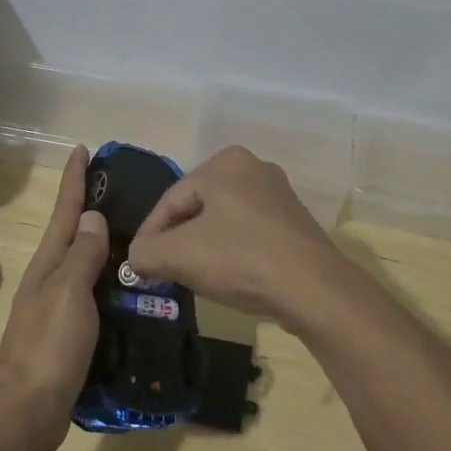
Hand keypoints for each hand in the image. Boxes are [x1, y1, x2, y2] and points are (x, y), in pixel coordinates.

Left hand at [0, 145, 110, 450]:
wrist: (26, 412)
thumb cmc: (48, 347)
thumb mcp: (68, 293)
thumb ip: (82, 254)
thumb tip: (93, 216)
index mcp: (50, 263)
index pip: (65, 210)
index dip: (74, 179)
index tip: (83, 149)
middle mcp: (52, 277)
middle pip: (75, 232)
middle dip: (93, 206)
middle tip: (125, 188)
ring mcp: (58, 306)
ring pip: (86, 263)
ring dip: (105, 244)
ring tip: (138, 233)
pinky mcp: (69, 332)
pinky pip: (94, 293)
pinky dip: (110, 281)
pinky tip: (132, 287)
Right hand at [128, 145, 350, 332]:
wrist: (313, 288)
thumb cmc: (240, 258)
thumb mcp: (179, 255)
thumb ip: (146, 252)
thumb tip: (136, 257)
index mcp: (224, 162)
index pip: (171, 199)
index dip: (150, 234)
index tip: (139, 265)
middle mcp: (253, 167)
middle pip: (198, 208)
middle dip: (177, 240)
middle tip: (162, 271)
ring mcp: (278, 194)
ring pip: (223, 221)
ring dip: (204, 247)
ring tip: (191, 277)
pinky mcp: (294, 223)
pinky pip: (249, 233)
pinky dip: (232, 252)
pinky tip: (229, 277)